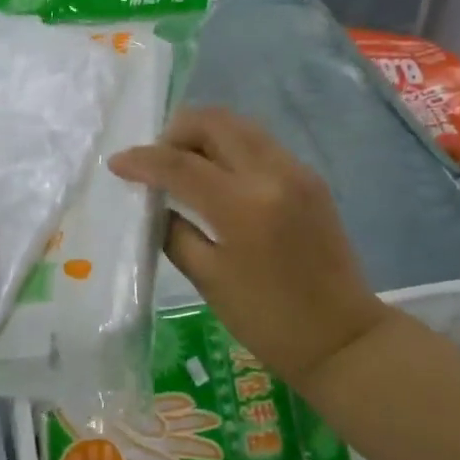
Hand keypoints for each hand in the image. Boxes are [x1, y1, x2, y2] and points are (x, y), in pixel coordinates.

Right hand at [109, 107, 389, 386]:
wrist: (342, 337)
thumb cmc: (268, 321)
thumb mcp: (209, 279)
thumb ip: (174, 232)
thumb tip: (154, 203)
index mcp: (243, 206)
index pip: (181, 164)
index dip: (143, 160)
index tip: (117, 164)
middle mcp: (272, 174)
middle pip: (214, 122)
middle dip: (176, 132)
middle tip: (156, 161)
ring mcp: (296, 170)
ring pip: (240, 125)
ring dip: (205, 134)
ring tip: (183, 164)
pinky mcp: (310, 177)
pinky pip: (261, 143)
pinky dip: (231, 146)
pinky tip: (217, 175)